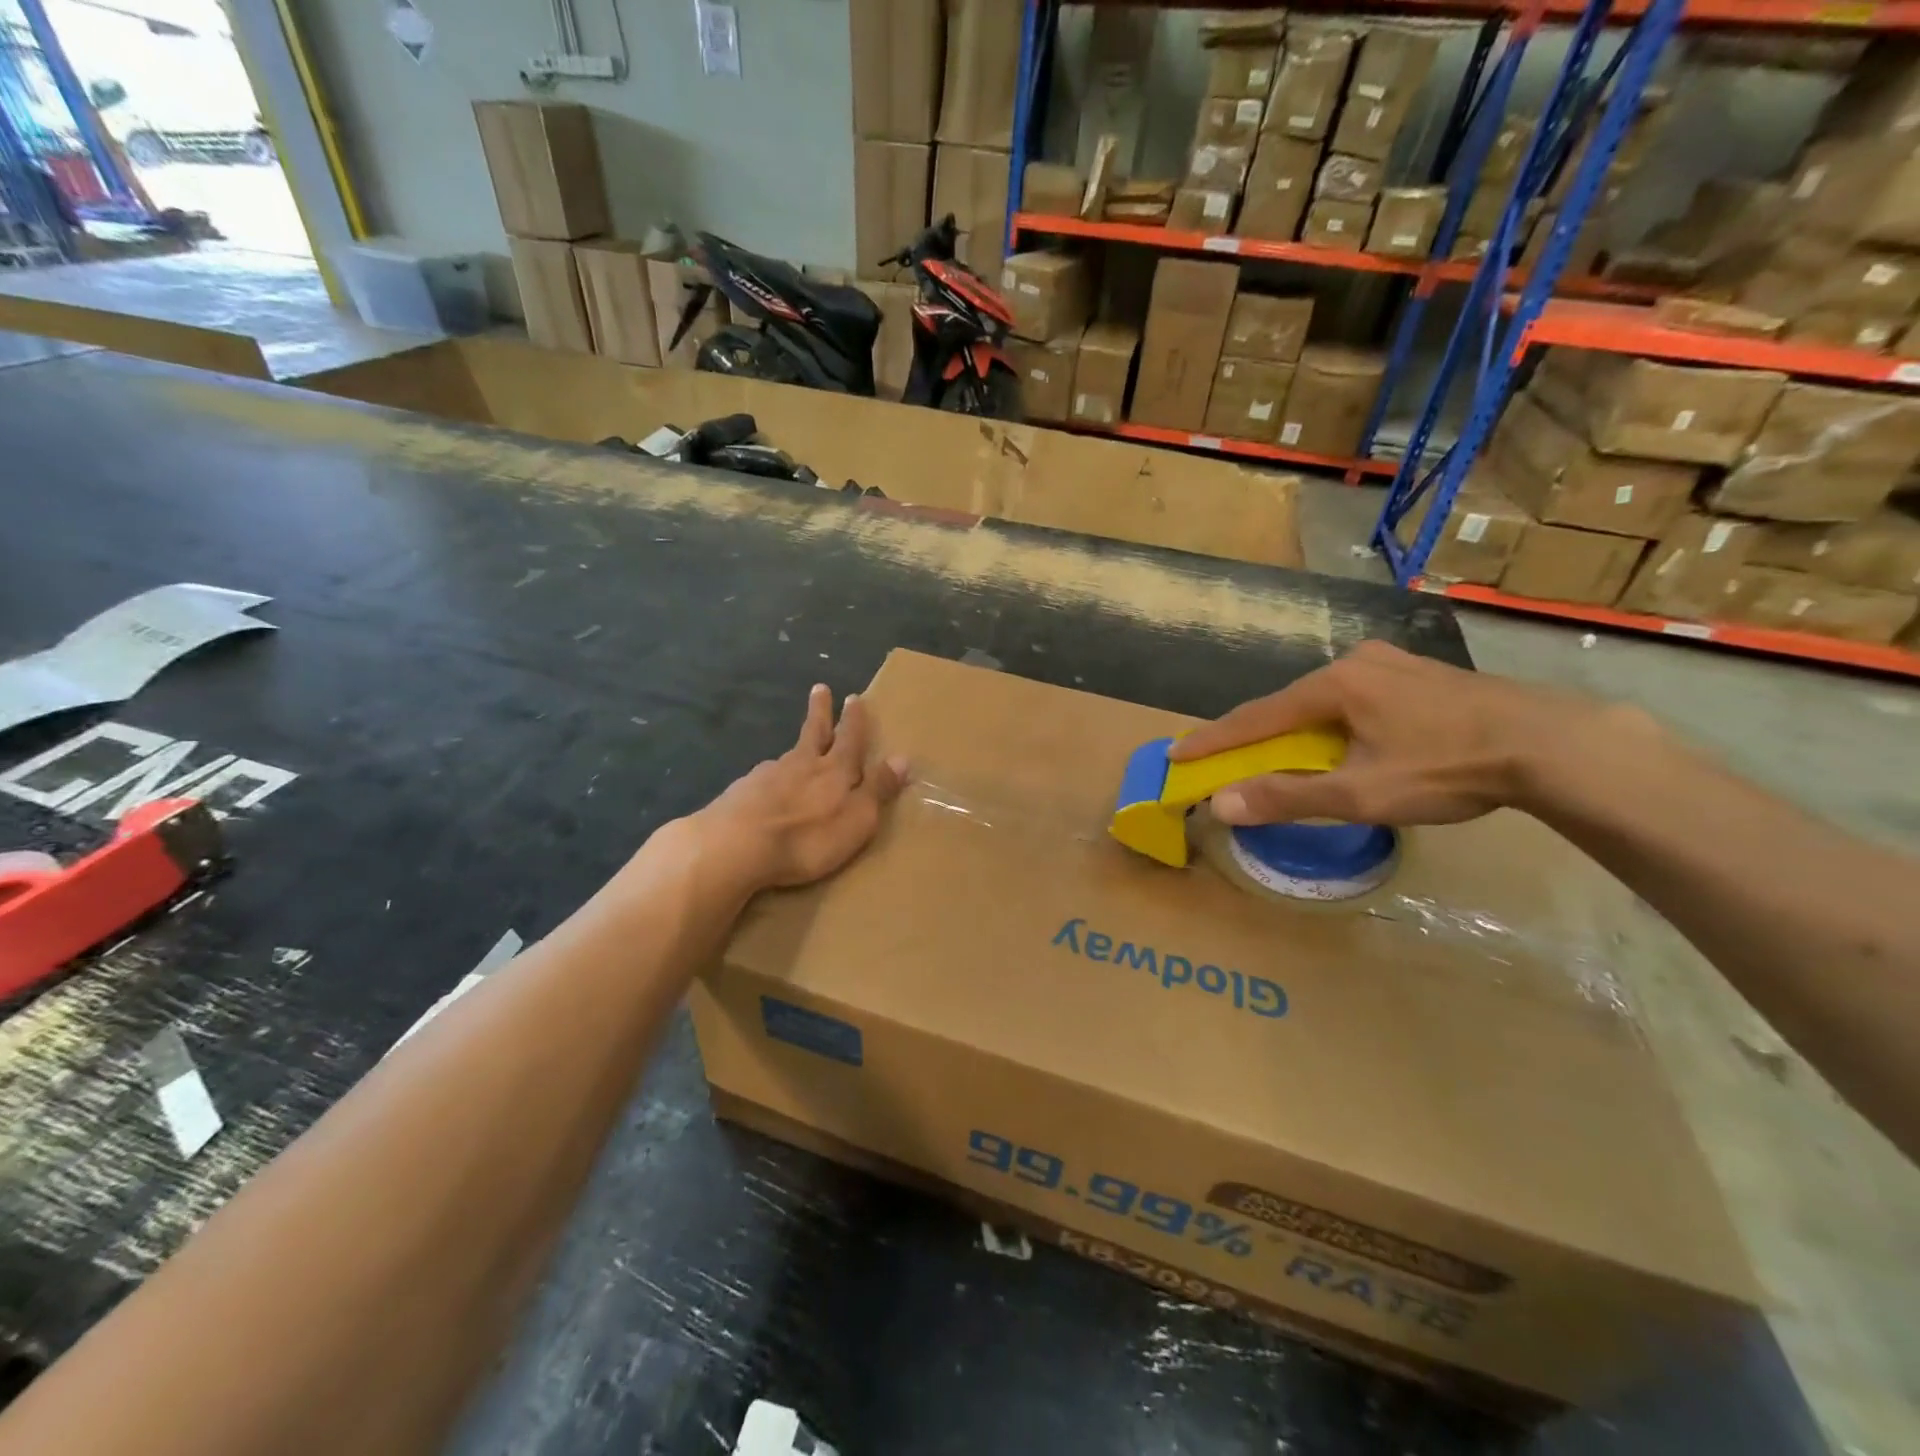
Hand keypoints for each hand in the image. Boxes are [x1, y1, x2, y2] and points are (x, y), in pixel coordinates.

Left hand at [690, 684, 907, 892]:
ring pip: (788, 756)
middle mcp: (801, 764)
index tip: (855, 697)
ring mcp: (768, 775)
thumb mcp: (857, 818)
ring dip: (796, 749)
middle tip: (820, 688)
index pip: (850, 739)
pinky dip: (771, 779)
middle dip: (821, 711)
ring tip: (798, 751)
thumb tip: (902, 758)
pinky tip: (767, 789)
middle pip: (814, 732)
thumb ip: (877, 789)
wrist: (736, 845)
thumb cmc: (807, 837)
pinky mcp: (742, 792)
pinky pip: (764, 780)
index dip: (854, 720)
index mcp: (834, 770)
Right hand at [1169, 641, 1622, 827]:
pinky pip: (1355, 700)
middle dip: (1255, 735)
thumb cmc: (1448, 767)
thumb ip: (1287, 797)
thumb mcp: (1361, 792)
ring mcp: (1391, 664)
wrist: (1552, 745)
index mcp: (1334, 685)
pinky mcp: (1419, 675)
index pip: (1256, 717)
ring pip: (1323, 702)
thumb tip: (1221, 805)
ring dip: (1296, 731)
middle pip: (1288, 705)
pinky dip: (1332, 724)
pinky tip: (1341, 741)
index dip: (1213, 740)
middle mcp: (1355, 663)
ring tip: (1280, 756)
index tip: (1175, 753)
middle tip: (1225, 759)